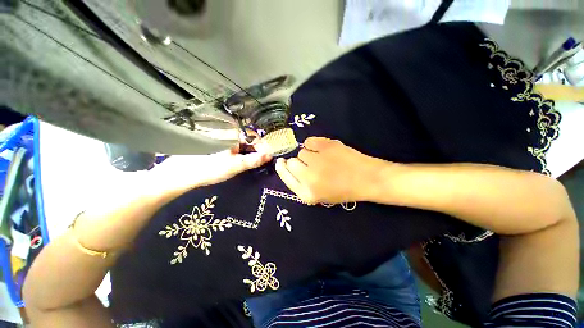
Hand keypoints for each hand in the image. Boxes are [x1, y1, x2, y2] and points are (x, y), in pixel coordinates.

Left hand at [150, 144, 270, 195]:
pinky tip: (237, 160)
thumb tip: (269, 156)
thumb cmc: (210, 168)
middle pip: (248, 139)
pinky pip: (233, 146)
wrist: (181, 173)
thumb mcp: (236, 165)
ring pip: (241, 143)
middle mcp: (227, 132)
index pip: (255, 137)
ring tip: (250, 162)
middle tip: (259, 162)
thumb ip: (254, 160)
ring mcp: (220, 137)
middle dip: (256, 150)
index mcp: (232, 133)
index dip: (263, 147)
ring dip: (248, 152)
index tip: (267, 158)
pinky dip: (239, 152)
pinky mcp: (216, 143)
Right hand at [275, 137, 385, 203]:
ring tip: (322, 158)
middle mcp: (309, 178)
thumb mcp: (319, 196)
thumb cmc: (343, 190)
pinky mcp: (326, 146)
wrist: (367, 179)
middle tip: (312, 164)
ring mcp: (318, 161)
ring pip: (301, 151)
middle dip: (299, 162)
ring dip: (309, 154)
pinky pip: (309, 141)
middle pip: (291, 162)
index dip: (282, 168)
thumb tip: (288, 166)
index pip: (285, 177)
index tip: (282, 162)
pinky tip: (323, 149)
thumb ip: (301, 184)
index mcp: (307, 194)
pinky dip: (314, 144)